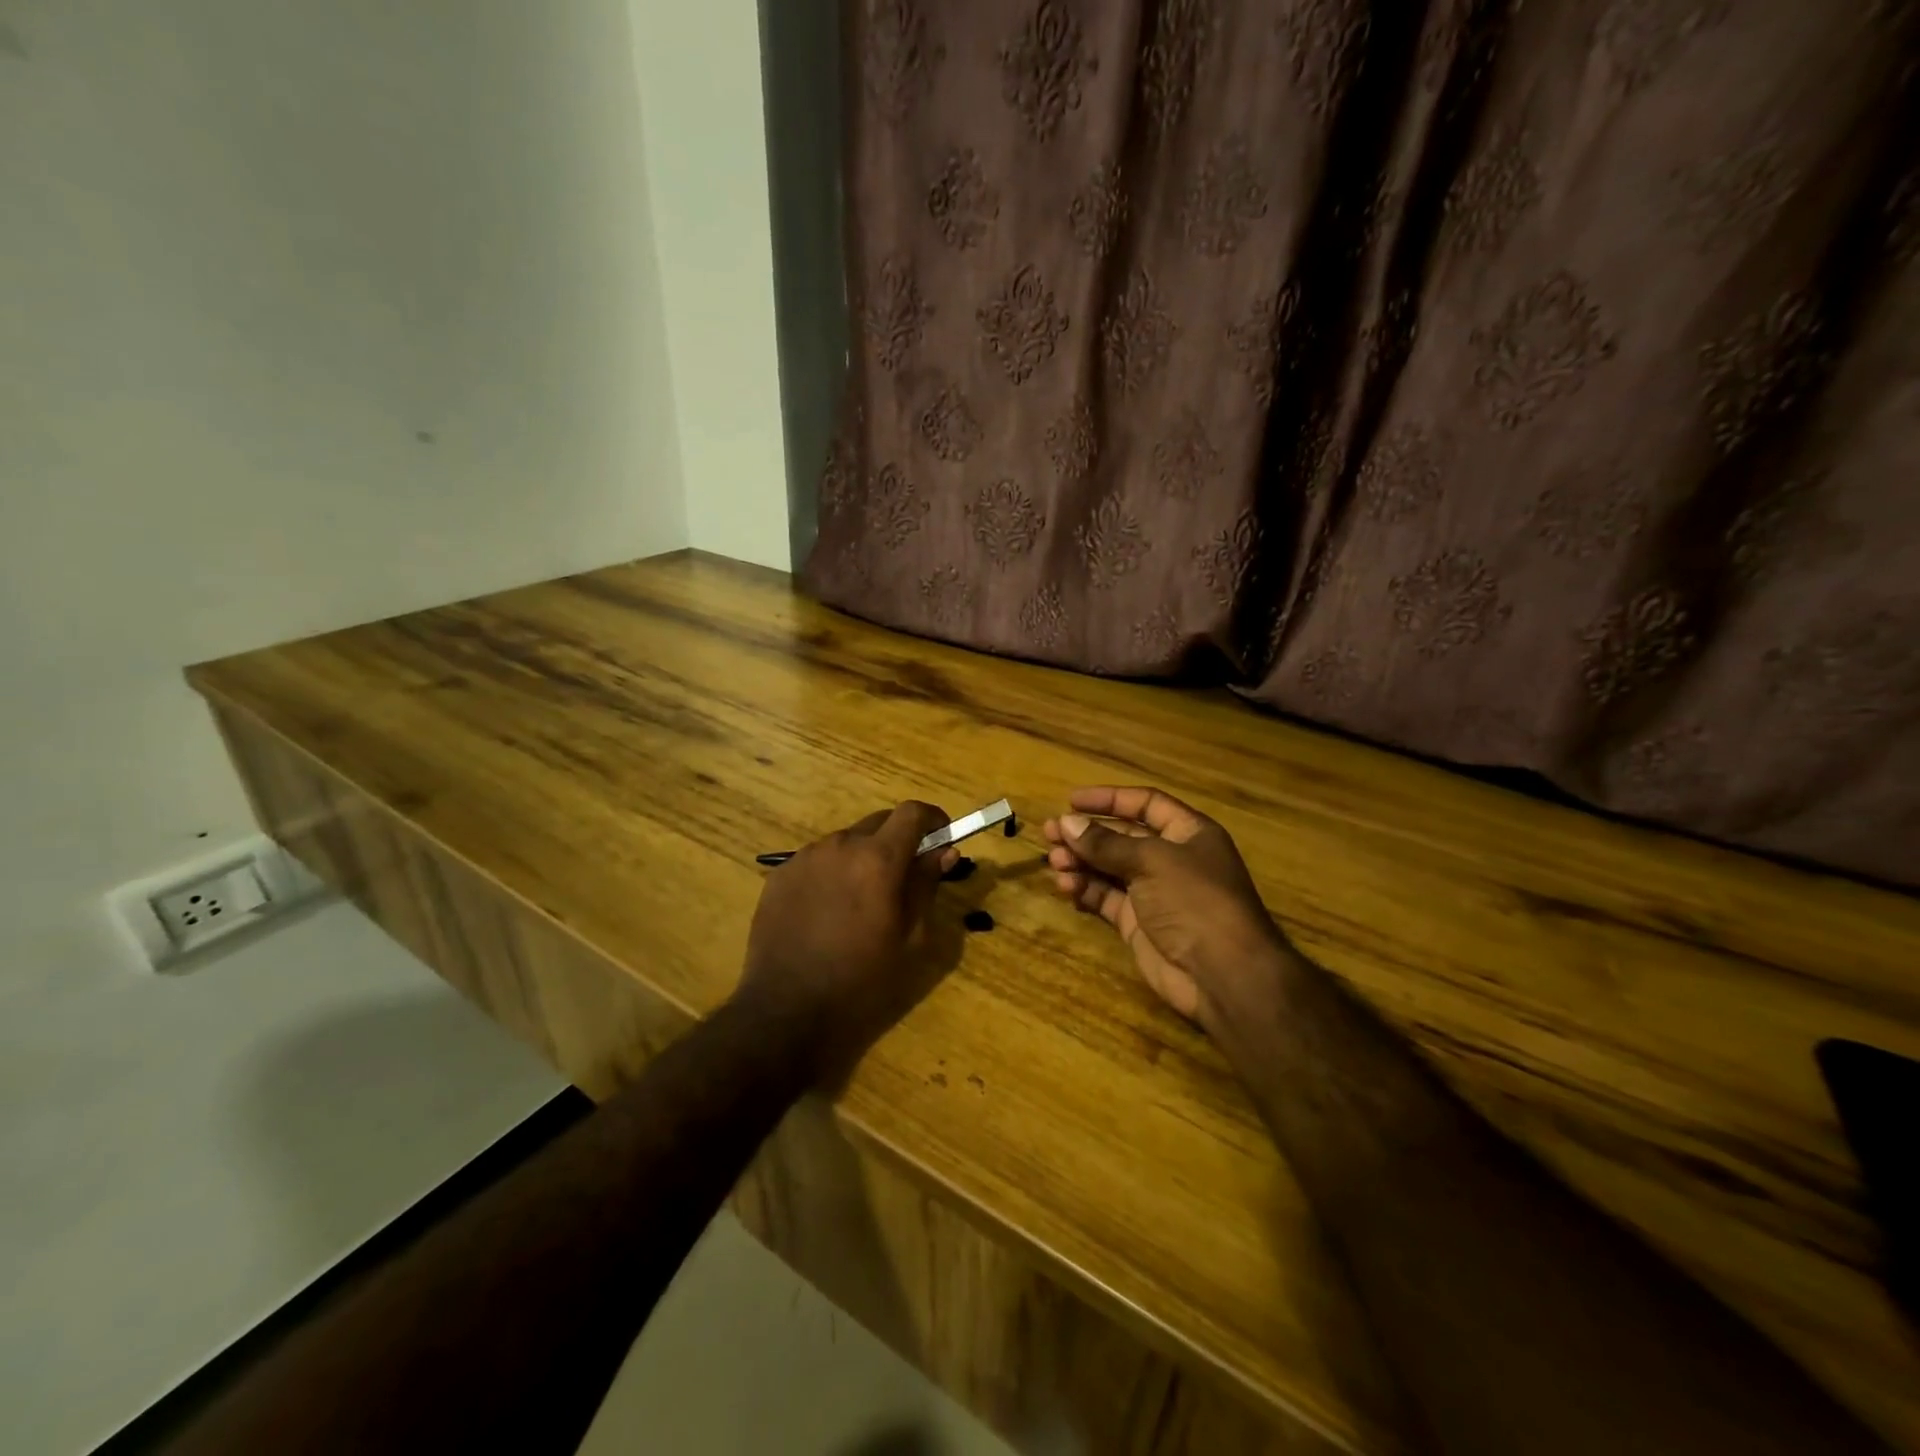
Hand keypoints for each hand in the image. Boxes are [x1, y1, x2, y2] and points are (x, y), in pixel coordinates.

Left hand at [739, 801, 956, 1080]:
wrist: (786, 1010)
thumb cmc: (861, 980)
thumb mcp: (910, 938)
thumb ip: (926, 886)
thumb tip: (945, 852)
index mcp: (878, 859)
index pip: (913, 812)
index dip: (932, 819)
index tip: (941, 838)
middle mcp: (841, 845)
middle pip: (880, 822)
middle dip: (899, 840)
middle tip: (904, 877)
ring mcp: (805, 857)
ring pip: (847, 841)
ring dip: (863, 857)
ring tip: (861, 900)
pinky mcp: (780, 874)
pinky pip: (817, 860)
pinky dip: (833, 872)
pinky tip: (828, 910)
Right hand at [1044, 786, 1289, 1029]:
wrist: (1223, 975)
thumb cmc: (1195, 901)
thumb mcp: (1152, 861)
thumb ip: (1106, 843)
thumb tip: (1066, 823)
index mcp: (1187, 833)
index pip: (1145, 804)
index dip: (1109, 799)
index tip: (1071, 801)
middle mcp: (1171, 859)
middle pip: (1121, 837)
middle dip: (1086, 834)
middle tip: (1050, 833)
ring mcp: (1154, 893)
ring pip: (1109, 868)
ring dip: (1081, 862)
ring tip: (1054, 863)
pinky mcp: (1138, 924)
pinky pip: (1106, 898)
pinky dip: (1085, 890)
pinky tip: (1067, 888)